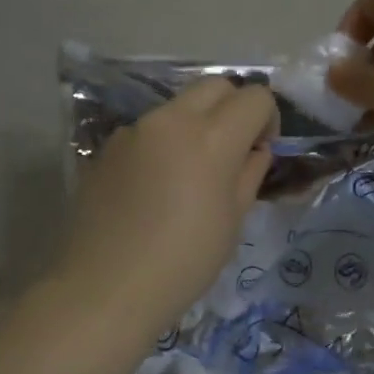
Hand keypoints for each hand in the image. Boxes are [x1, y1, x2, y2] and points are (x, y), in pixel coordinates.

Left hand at [49, 77, 275, 337]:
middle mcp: (171, 120)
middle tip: (234, 149)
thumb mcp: (232, 221)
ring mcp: (134, 130)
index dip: (268, 118)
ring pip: (178, 106)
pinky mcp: (107, 147)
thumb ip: (249, 174)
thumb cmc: (183, 261)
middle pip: (215, 85)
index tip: (262, 149)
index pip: (254, 97)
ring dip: (197, 124)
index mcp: (211, 138)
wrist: (105, 288)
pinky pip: (148, 130)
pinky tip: (156, 187)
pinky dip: (164, 143)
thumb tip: (255, 150)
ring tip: (192, 172)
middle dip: (234, 108)